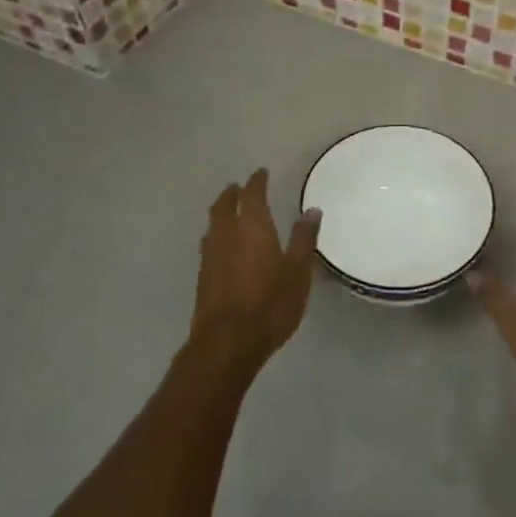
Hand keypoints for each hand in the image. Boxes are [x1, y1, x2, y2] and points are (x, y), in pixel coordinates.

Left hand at [190, 169, 321, 376]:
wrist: (227, 343)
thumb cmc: (270, 304)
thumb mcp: (298, 272)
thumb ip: (304, 239)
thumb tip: (311, 210)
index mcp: (252, 228)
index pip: (252, 195)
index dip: (256, 182)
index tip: (261, 173)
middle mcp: (227, 236)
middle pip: (224, 206)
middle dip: (232, 194)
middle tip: (239, 187)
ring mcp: (211, 257)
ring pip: (213, 225)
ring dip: (221, 213)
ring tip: (229, 212)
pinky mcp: (203, 278)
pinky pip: (210, 245)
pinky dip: (217, 235)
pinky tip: (224, 247)